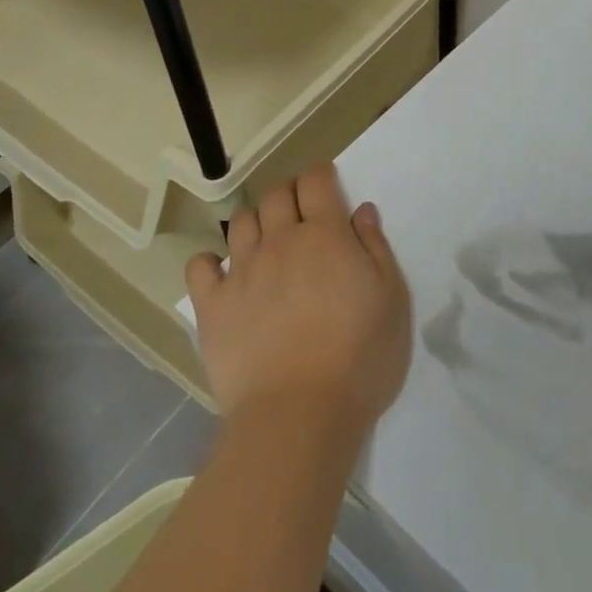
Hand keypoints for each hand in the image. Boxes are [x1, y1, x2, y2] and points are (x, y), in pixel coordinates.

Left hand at [186, 165, 411, 440]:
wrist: (298, 416)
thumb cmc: (360, 358)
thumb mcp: (392, 299)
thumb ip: (376, 248)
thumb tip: (361, 210)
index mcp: (325, 235)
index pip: (316, 182)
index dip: (321, 175)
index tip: (326, 182)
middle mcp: (280, 241)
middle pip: (276, 195)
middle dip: (289, 193)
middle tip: (301, 211)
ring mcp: (242, 272)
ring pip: (240, 222)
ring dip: (255, 221)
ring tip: (266, 240)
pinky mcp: (212, 307)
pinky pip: (200, 267)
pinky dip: (210, 262)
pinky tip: (222, 273)